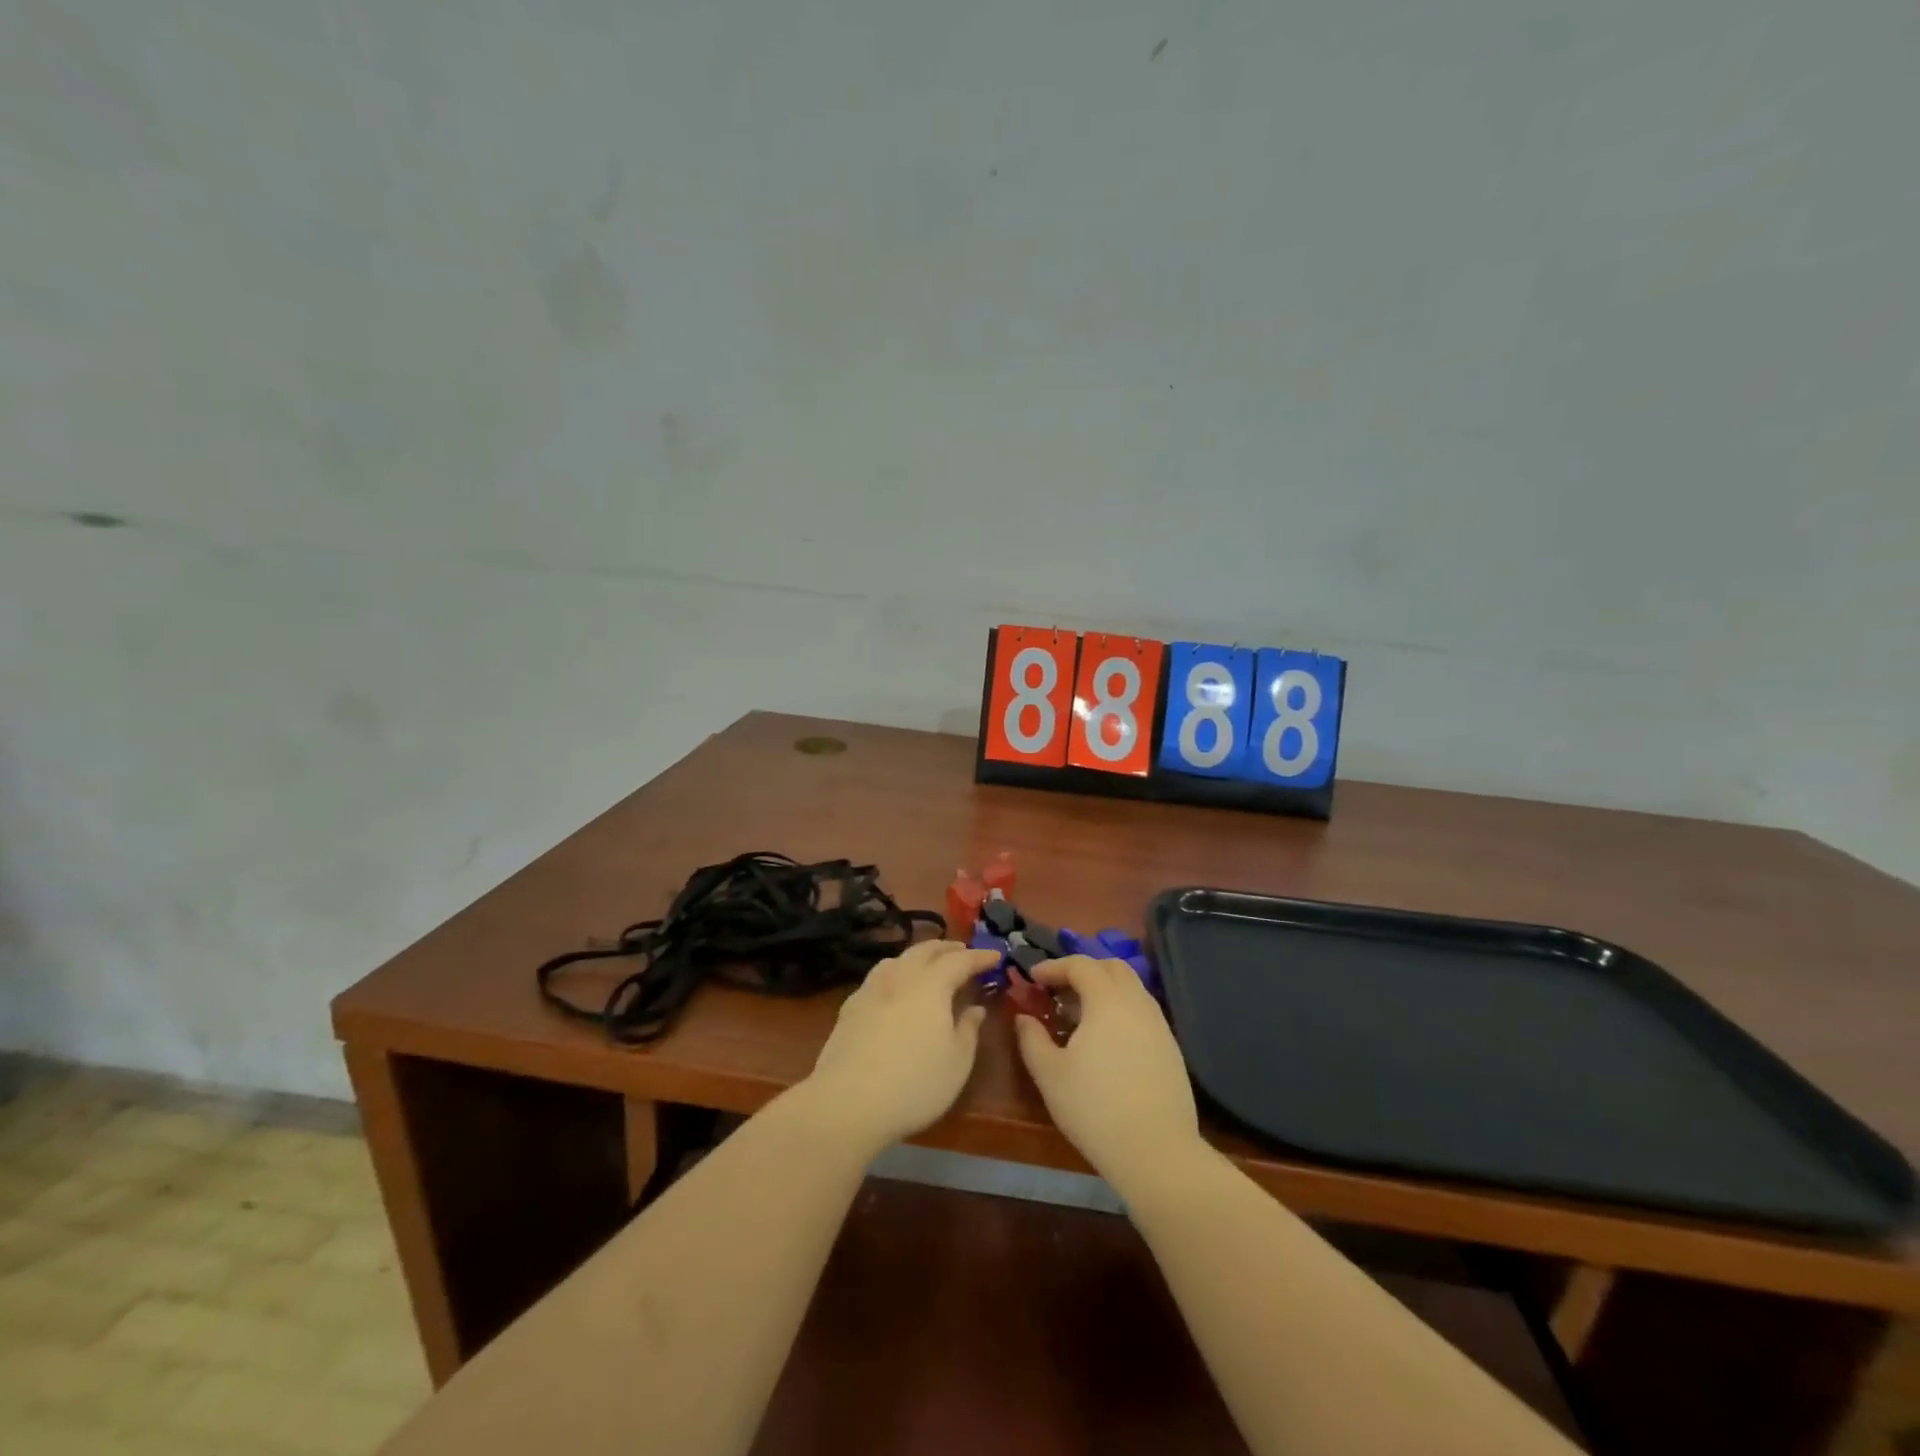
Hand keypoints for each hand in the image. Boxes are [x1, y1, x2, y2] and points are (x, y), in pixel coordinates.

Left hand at [798, 940, 998, 1157]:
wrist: (847, 1102)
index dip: (979, 956)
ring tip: (928, 964)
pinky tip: (894, 989)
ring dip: (918, 956)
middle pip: (924, 951)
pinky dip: (895, 973)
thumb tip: (975, 1008)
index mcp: (931, 985)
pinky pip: (879, 977)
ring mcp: (871, 990)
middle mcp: (900, 978)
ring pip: (897, 959)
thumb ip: (968, 1030)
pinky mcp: (850, 1008)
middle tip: (963, 951)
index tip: (996, 955)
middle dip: (947, 948)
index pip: (960, 960)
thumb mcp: (957, 1063)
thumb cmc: (914, 1083)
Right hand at [1014, 955, 1201, 1194]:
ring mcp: (1159, 1025)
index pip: (1081, 965)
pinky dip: (1121, 1009)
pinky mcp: (1171, 1047)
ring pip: (1131, 988)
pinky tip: (1107, 1040)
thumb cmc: (1095, 1109)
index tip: (1033, 978)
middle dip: (1083, 970)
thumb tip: (1024, 1017)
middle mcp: (1137, 1003)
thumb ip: (1032, 1039)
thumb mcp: (1050, 1075)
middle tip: (1059, 990)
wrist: (1157, 1152)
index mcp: (1107, 1001)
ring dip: (1104, 989)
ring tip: (1080, 1016)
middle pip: (1112, 967)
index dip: (1054, 966)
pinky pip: (1142, 1011)